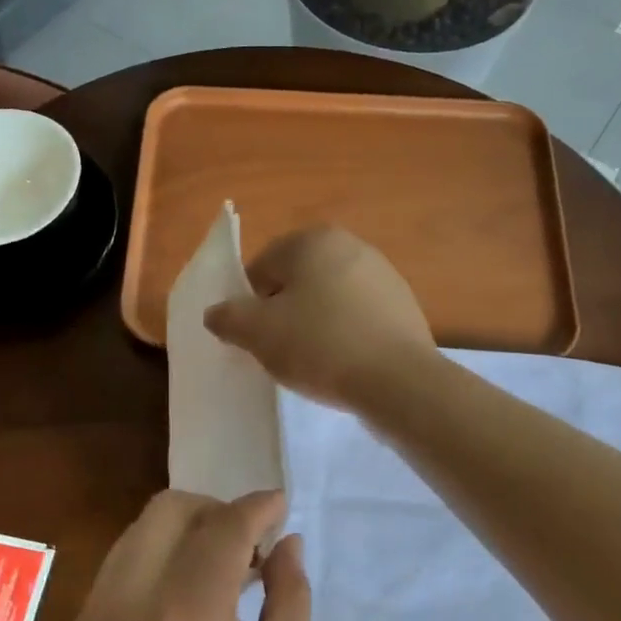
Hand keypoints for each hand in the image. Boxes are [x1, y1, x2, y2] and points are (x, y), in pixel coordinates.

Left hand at [67, 490, 310, 620]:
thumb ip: (290, 593)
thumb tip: (287, 542)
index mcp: (187, 612)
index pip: (224, 526)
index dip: (257, 507)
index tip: (280, 504)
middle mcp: (129, 601)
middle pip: (168, 510)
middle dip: (214, 510)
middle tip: (249, 543)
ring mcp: (94, 619)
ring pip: (138, 534)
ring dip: (183, 533)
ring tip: (220, 571)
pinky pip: (119, 570)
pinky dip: (155, 562)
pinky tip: (183, 602)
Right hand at [203, 226, 436, 410]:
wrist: (398, 381)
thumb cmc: (320, 344)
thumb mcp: (258, 333)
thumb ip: (228, 317)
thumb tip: (217, 313)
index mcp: (313, 240)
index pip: (262, 267)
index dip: (250, 304)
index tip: (256, 337)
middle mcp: (351, 245)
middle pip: (297, 281)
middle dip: (283, 312)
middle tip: (281, 350)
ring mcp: (383, 275)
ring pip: (328, 299)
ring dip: (314, 324)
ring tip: (314, 361)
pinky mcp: (403, 306)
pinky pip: (358, 317)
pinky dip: (345, 334)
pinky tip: (344, 364)